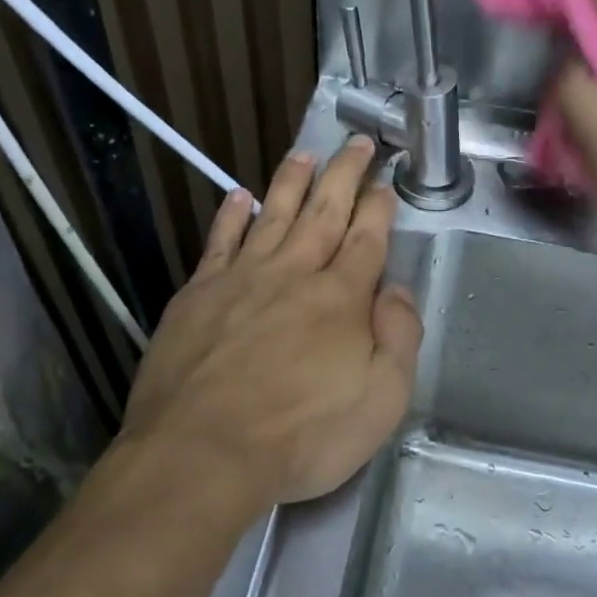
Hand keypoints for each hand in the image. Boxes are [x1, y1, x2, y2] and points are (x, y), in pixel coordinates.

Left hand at [119, 137, 422, 508]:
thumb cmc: (303, 437)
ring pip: (272, 216)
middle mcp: (293, 275)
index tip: (386, 183)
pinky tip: (238, 197)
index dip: (379, 208)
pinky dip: (231, 216)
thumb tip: (396, 290)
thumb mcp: (381, 400)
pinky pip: (219, 242)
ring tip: (304, 154)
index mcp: (341, 298)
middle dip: (344, 175)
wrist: (203, 453)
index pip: (367, 240)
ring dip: (291, 183)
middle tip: (357, 143)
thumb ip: (398, 338)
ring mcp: (240, 280)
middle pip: (323, 213)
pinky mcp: (197, 296)